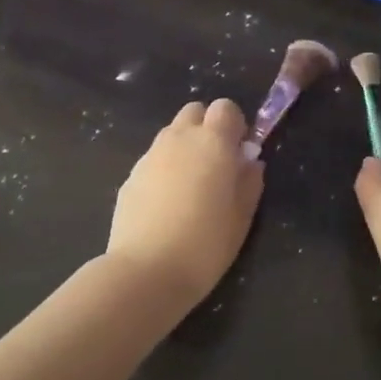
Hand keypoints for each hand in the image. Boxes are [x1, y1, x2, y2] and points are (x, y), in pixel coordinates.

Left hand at [107, 99, 264, 303]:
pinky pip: (153, 159)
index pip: (225, 107)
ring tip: (191, 186)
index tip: (239, 152)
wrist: (146, 272)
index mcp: (213, 142)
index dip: (235, 125)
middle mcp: (179, 139)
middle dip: (207, 127)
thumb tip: (250, 162)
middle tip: (215, 164)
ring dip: (184, 146)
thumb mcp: (242, 217)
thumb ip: (249, 182)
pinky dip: (164, 169)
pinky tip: (167, 204)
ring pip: (171, 134)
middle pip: (194, 111)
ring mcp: (150, 156)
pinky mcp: (130, 176)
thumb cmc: (205, 244)